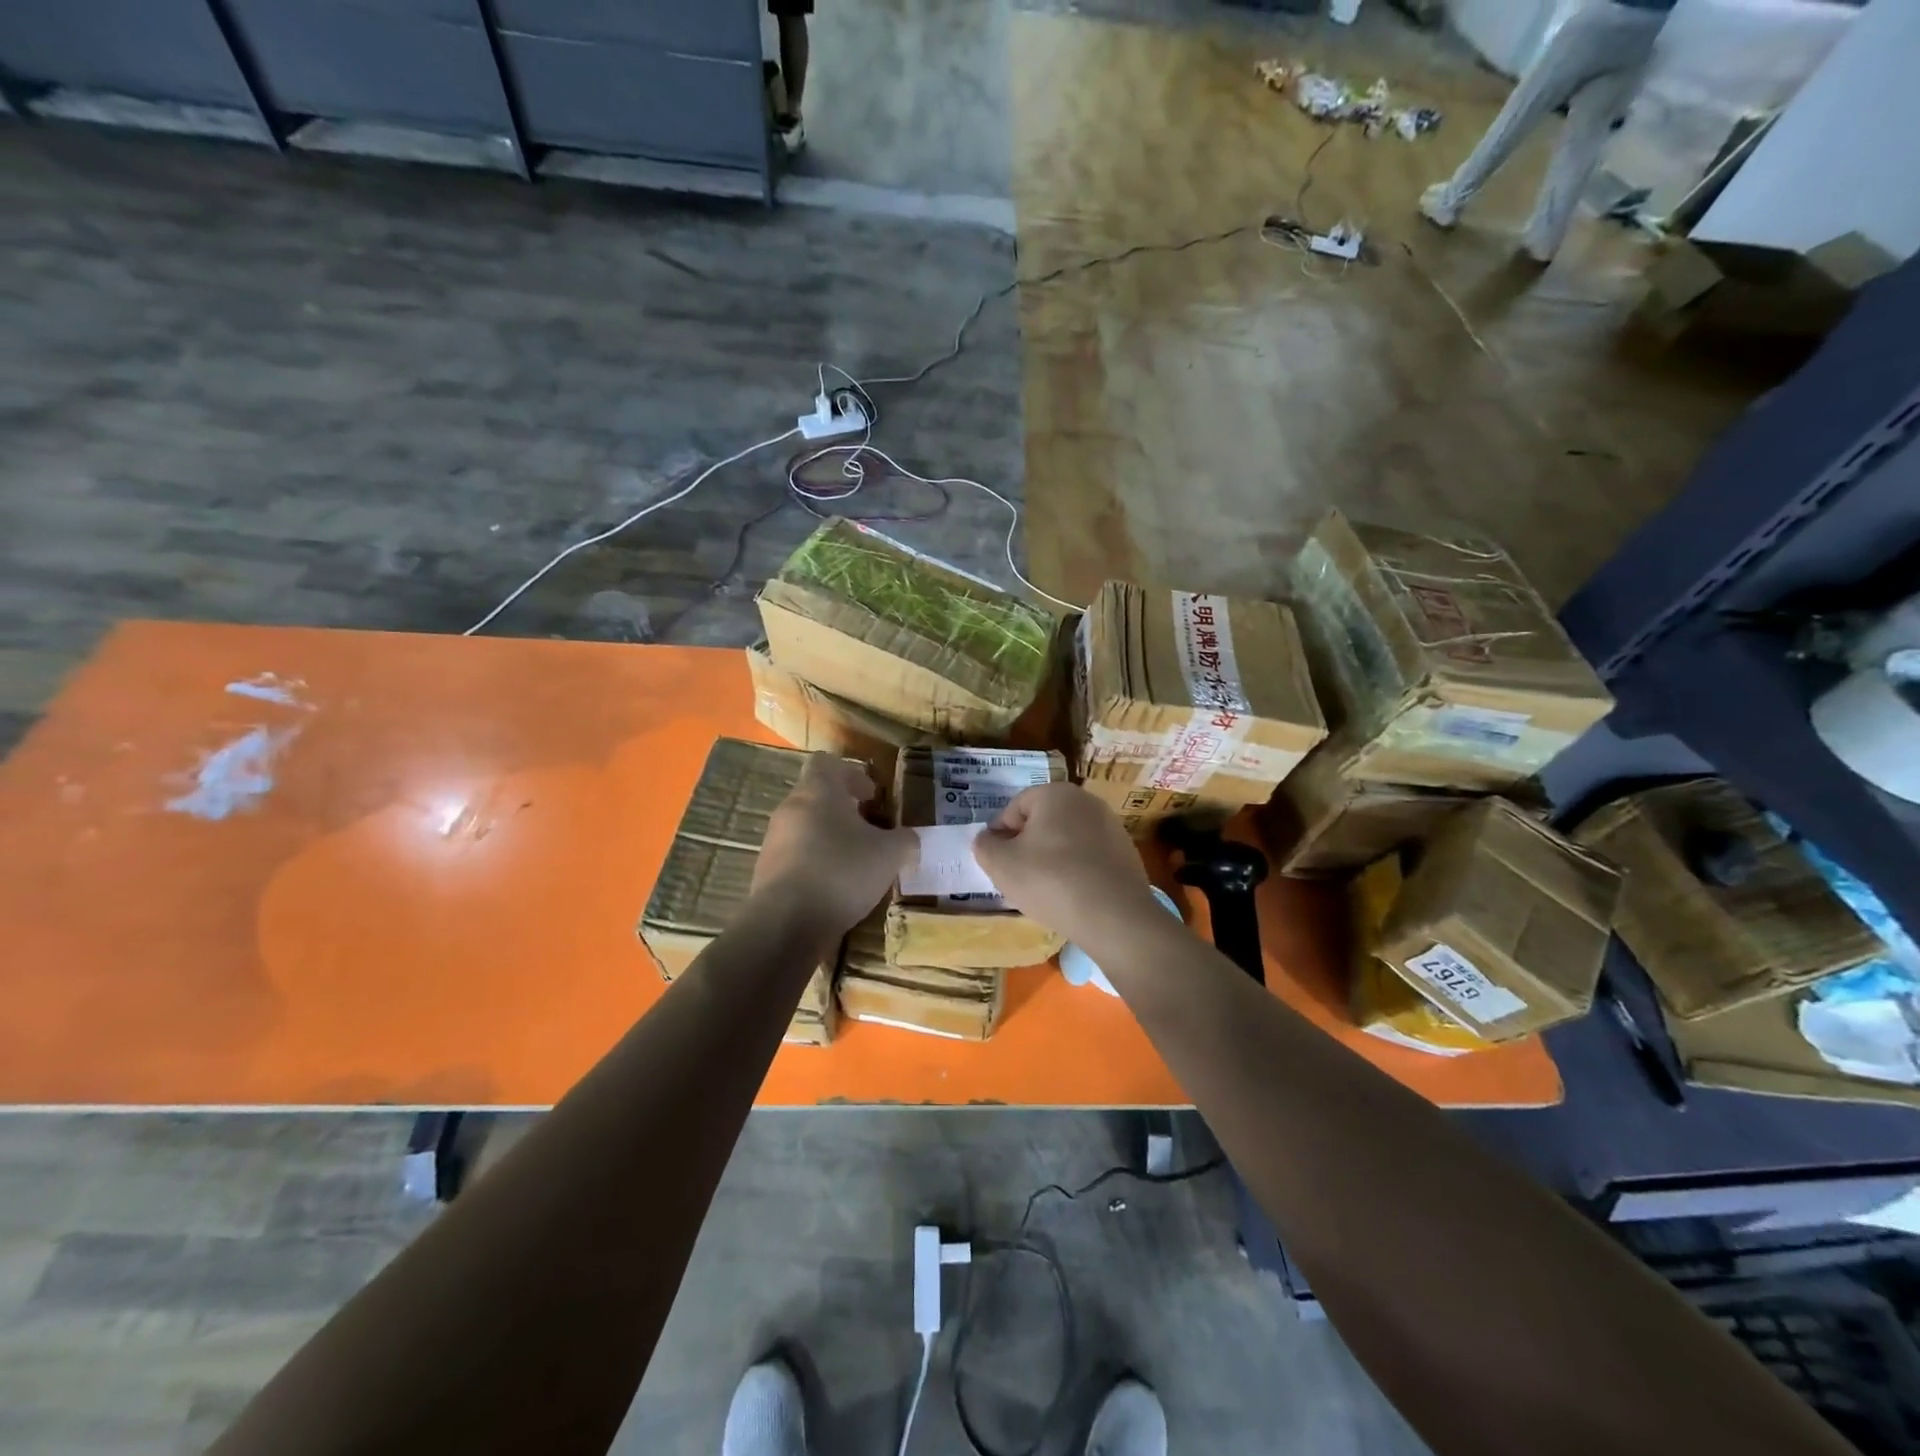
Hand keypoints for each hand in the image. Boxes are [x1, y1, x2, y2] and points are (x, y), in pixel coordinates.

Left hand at [754, 754, 913, 938]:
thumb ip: (905, 841)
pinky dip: (815, 863)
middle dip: (844, 810)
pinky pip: (795, 856)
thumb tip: (909, 840)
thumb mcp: (890, 854)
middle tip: (871, 830)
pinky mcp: (766, 871)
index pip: (827, 762)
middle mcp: (790, 808)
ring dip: (830, 838)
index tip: (871, 795)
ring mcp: (774, 840)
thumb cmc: (842, 871)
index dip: (851, 774)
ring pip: (805, 827)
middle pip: (816, 796)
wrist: (786, 923)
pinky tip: (835, 887)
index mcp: (818, 791)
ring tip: (856, 863)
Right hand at [971, 784, 1160, 949]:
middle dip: (1027, 845)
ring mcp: (1111, 826)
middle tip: (1018, 876)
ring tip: (1045, 889)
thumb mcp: (1001, 864)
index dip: (1000, 834)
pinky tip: (1072, 895)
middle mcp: (1086, 801)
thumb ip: (985, 846)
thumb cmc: (1050, 881)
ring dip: (1052, 858)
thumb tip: (988, 839)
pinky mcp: (1127, 852)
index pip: (1015, 807)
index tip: (997, 862)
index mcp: (1055, 793)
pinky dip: (1076, 870)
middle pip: (1043, 820)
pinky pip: (1089, 856)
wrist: (1115, 917)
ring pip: (1067, 839)